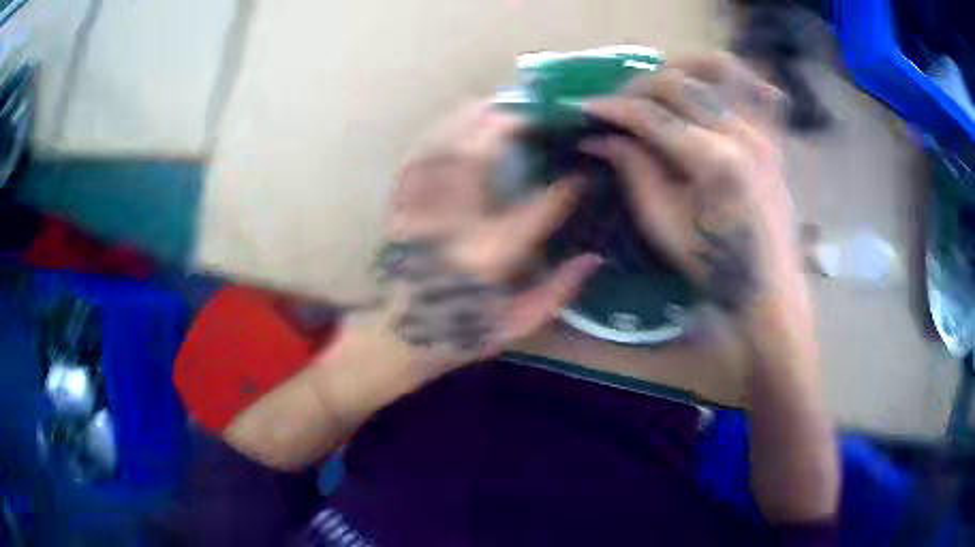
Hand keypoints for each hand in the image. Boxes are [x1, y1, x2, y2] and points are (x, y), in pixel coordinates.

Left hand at [374, 101, 600, 371]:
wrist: (392, 339)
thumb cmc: (455, 337)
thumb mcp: (513, 327)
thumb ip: (556, 294)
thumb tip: (594, 257)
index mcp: (487, 260)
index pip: (535, 212)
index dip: (564, 189)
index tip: (581, 175)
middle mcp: (452, 227)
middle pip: (479, 158)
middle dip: (508, 125)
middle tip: (536, 110)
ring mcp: (420, 212)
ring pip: (445, 149)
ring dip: (472, 119)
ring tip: (500, 101)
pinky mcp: (400, 207)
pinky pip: (418, 159)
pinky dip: (439, 133)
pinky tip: (456, 119)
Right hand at [581, 53, 809, 336]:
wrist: (768, 285)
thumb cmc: (714, 265)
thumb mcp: (663, 224)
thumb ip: (633, 171)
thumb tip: (599, 138)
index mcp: (713, 161)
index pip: (653, 117)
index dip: (614, 109)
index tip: (586, 108)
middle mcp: (741, 133)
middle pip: (680, 84)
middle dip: (638, 86)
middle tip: (617, 101)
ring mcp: (763, 130)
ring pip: (719, 69)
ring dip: (682, 66)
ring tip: (661, 81)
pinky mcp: (774, 135)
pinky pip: (756, 87)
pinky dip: (731, 78)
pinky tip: (711, 87)